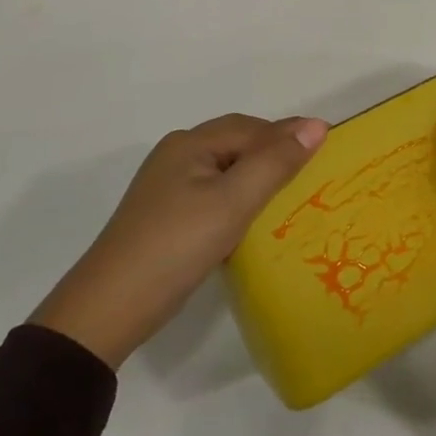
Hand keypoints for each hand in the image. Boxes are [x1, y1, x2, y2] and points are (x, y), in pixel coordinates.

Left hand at [33, 113, 326, 366]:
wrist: (108, 310)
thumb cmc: (176, 246)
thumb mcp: (232, 202)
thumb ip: (275, 162)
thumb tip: (316, 125)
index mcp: (190, 143)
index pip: (252, 128)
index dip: (289, 134)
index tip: (328, 148)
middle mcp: (177, 156)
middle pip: (237, 144)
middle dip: (275, 152)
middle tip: (314, 172)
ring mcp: (167, 188)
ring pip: (226, 170)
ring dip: (258, 177)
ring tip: (291, 196)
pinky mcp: (165, 217)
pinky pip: (214, 194)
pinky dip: (240, 199)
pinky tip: (253, 221)